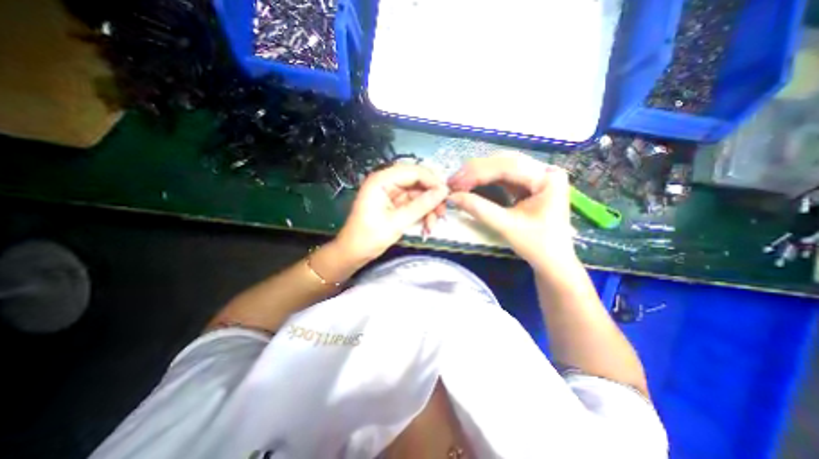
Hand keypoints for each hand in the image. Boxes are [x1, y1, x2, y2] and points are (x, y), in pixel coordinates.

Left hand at [332, 163, 447, 265]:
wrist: (354, 253)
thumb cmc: (369, 237)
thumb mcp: (397, 222)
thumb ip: (421, 205)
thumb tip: (443, 192)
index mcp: (382, 180)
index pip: (413, 171)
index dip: (432, 181)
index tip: (446, 195)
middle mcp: (387, 182)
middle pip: (418, 182)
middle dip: (431, 197)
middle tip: (442, 211)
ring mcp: (392, 193)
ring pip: (418, 194)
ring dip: (429, 208)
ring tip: (433, 224)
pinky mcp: (395, 204)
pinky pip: (414, 204)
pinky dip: (423, 213)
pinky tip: (427, 225)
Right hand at [447, 153, 574, 271]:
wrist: (552, 260)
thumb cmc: (536, 246)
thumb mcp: (506, 227)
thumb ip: (479, 209)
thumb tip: (451, 197)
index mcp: (547, 179)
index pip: (507, 167)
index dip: (477, 173)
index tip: (454, 183)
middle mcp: (544, 170)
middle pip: (504, 161)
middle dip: (475, 171)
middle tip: (453, 182)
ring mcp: (537, 175)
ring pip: (501, 165)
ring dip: (478, 173)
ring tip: (458, 182)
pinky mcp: (529, 182)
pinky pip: (503, 175)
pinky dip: (484, 179)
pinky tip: (471, 183)